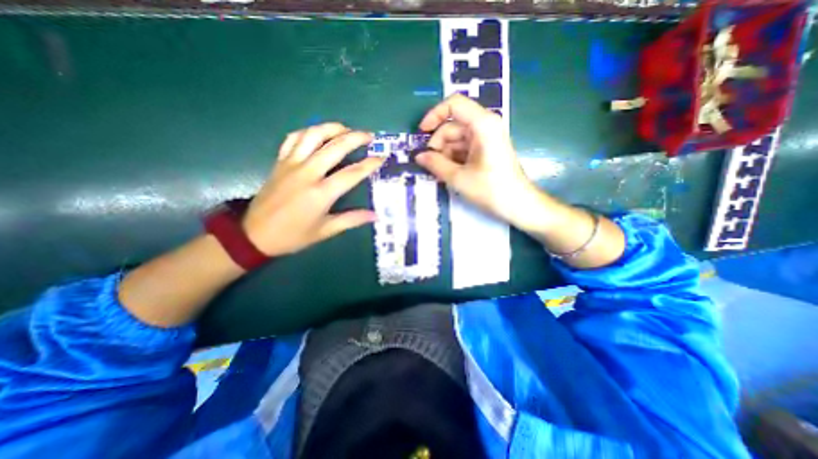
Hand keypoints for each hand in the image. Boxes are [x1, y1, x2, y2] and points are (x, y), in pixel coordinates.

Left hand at [243, 124, 382, 256]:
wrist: (254, 235)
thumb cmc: (293, 236)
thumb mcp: (325, 231)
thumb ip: (351, 220)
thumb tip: (375, 216)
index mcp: (321, 193)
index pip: (352, 173)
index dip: (370, 164)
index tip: (382, 158)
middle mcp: (307, 173)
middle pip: (335, 147)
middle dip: (355, 138)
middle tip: (369, 136)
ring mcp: (291, 164)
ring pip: (313, 135)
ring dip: (332, 128)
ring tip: (346, 128)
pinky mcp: (280, 162)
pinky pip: (293, 138)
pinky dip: (307, 132)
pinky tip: (318, 133)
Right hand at [417, 94, 540, 229]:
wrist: (518, 205)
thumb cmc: (491, 190)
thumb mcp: (458, 178)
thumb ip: (435, 164)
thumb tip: (418, 156)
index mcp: (482, 124)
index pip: (454, 104)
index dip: (434, 115)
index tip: (421, 133)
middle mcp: (485, 125)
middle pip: (452, 126)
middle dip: (438, 144)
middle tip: (430, 165)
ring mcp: (486, 138)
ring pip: (456, 139)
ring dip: (445, 154)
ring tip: (441, 173)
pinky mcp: (486, 149)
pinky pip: (464, 148)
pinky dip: (454, 158)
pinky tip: (450, 173)